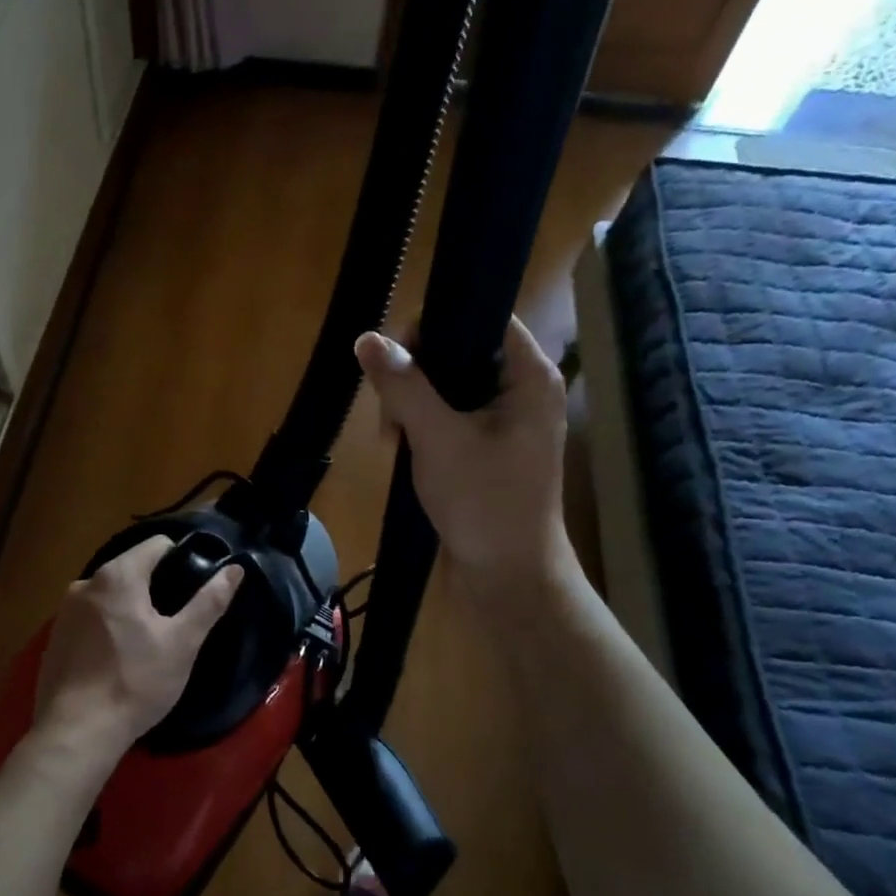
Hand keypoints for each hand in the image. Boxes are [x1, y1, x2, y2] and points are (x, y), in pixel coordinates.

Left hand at [34, 536, 243, 760]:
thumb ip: (209, 602)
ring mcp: (65, 612)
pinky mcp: (55, 639)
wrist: (77, 732)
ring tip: (151, 640)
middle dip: (156, 586)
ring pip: (110, 595)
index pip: (157, 545)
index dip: (183, 558)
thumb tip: (235, 569)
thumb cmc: (136, 681)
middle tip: (178, 619)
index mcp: (117, 575)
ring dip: (131, 607)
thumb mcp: (182, 642)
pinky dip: (108, 627)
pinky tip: (120, 658)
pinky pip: (91, 619)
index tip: (197, 585)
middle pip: (132, 568)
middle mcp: (85, 583)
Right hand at [355, 317, 580, 601]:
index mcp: (528, 376)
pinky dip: (422, 428)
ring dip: (413, 406)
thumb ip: (403, 385)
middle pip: (459, 351)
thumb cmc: (484, 503)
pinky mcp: (486, 448)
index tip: (396, 358)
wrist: (508, 578)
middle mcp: (521, 390)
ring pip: (447, 386)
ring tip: (394, 441)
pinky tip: (402, 450)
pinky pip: (448, 417)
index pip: (482, 316)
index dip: (435, 325)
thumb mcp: (437, 438)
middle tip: (392, 416)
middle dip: (416, 376)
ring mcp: (504, 421)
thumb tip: (367, 338)